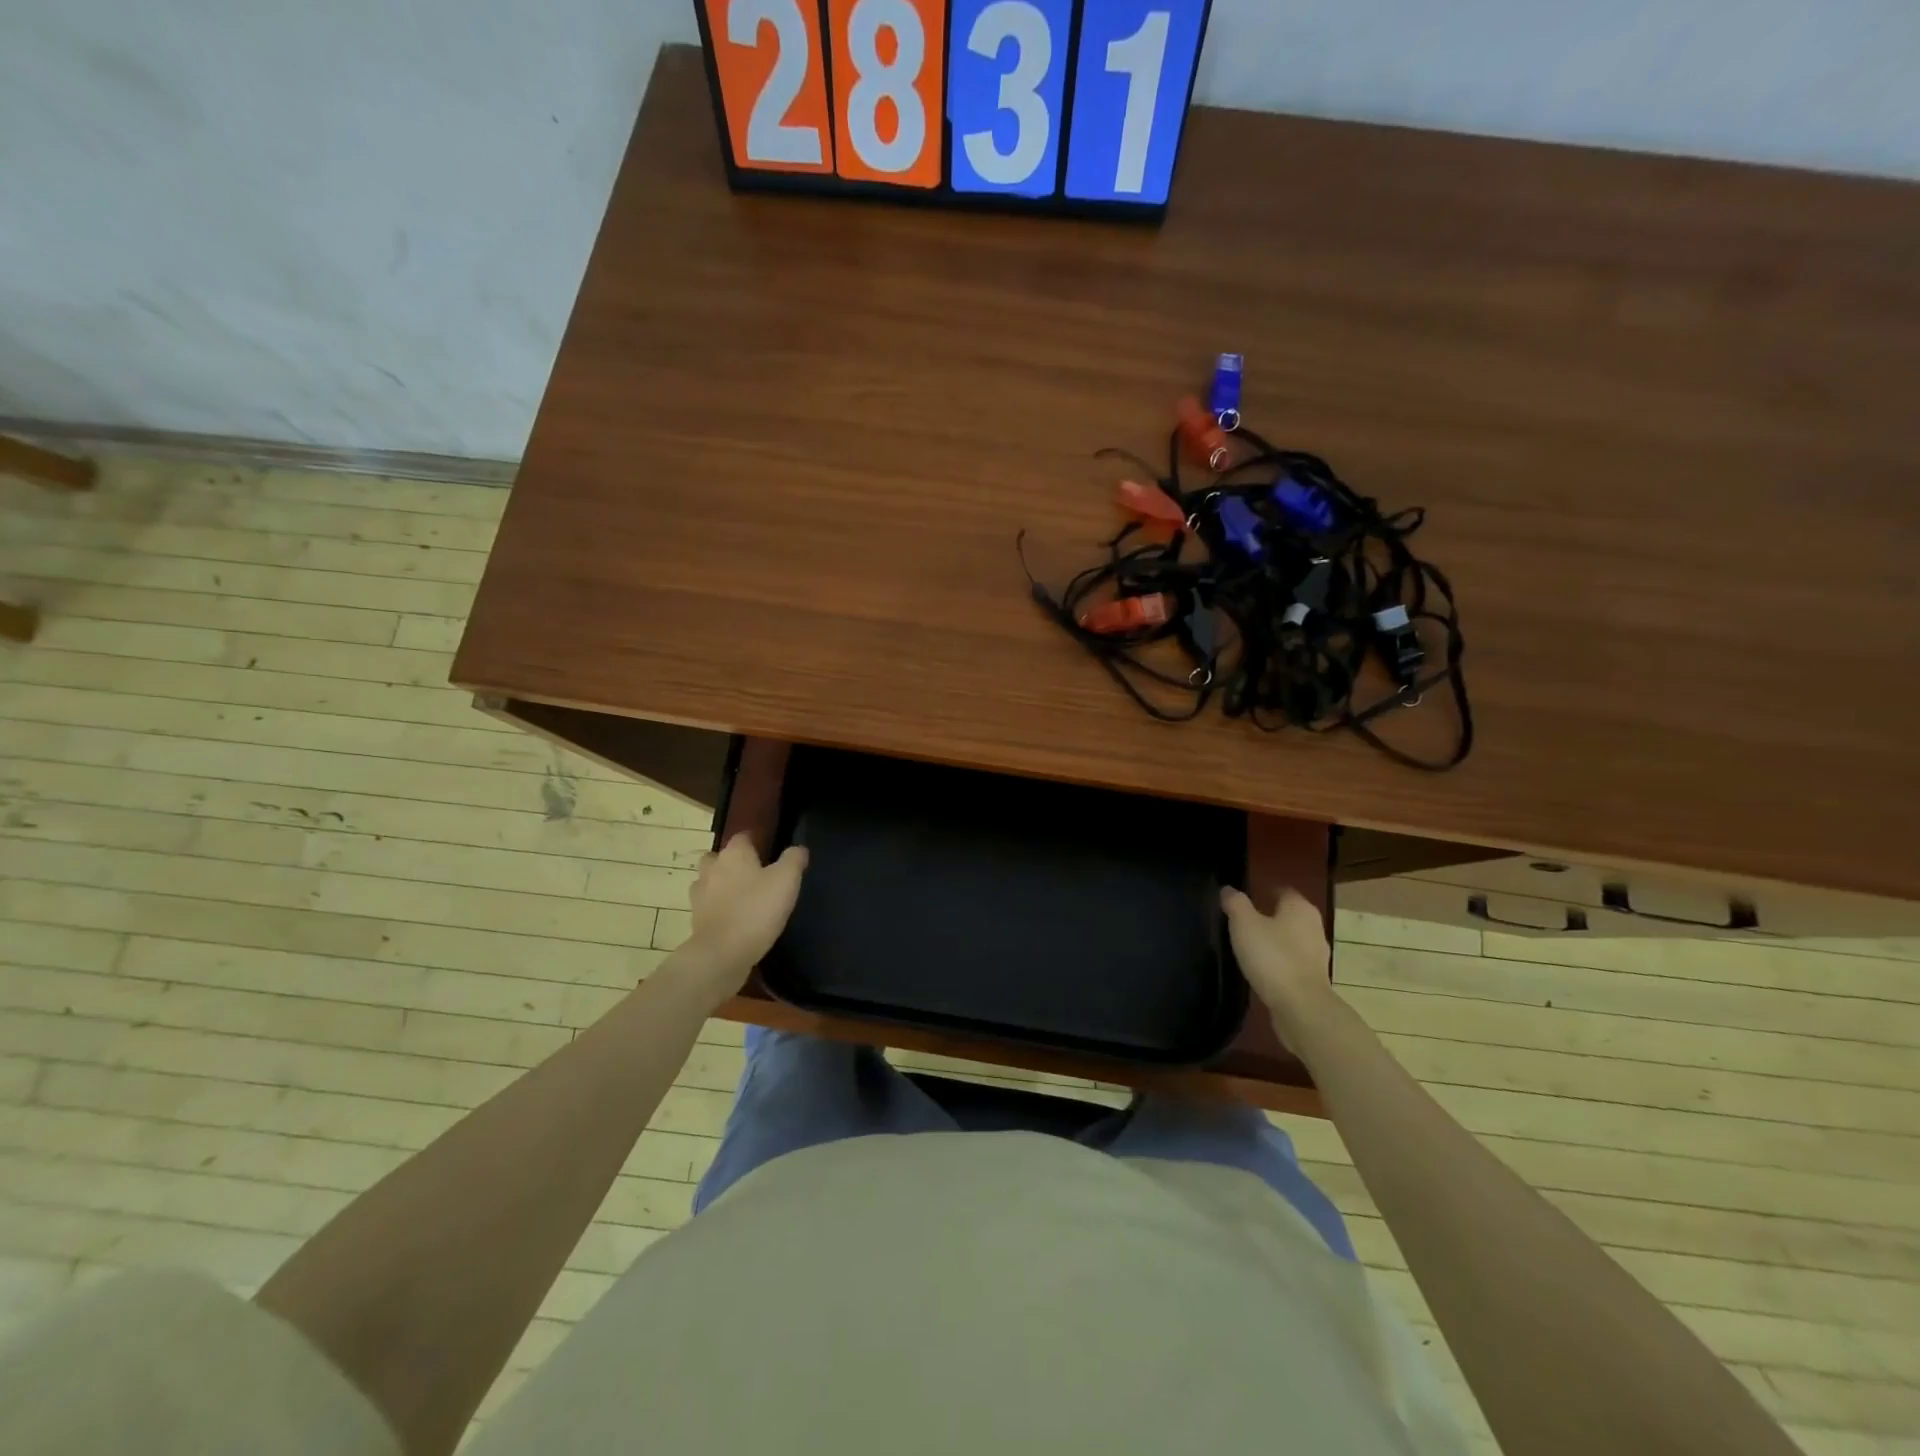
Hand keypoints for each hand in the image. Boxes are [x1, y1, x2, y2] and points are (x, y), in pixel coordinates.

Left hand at [677, 834, 808, 1000]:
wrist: (722, 953)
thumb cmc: (757, 909)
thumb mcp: (787, 880)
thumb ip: (794, 860)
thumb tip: (798, 849)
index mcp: (734, 854)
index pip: (743, 837)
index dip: (755, 841)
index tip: (768, 850)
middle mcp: (712, 869)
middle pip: (719, 858)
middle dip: (732, 863)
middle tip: (752, 874)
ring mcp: (700, 895)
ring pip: (710, 882)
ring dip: (722, 886)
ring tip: (743, 898)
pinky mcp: (696, 920)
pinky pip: (708, 907)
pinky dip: (719, 909)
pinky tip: (735, 919)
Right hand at [1222, 885, 1337, 1042]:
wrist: (1300, 1007)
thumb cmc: (1272, 957)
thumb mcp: (1244, 924)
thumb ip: (1235, 903)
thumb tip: (1228, 890)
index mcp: (1300, 908)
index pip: (1282, 890)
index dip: (1264, 890)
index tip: (1244, 898)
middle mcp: (1314, 927)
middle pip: (1288, 915)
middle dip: (1269, 916)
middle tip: (1242, 922)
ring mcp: (1317, 955)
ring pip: (1292, 939)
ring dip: (1275, 941)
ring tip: (1250, 946)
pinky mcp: (1313, 978)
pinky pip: (1293, 962)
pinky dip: (1279, 961)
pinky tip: (1262, 969)